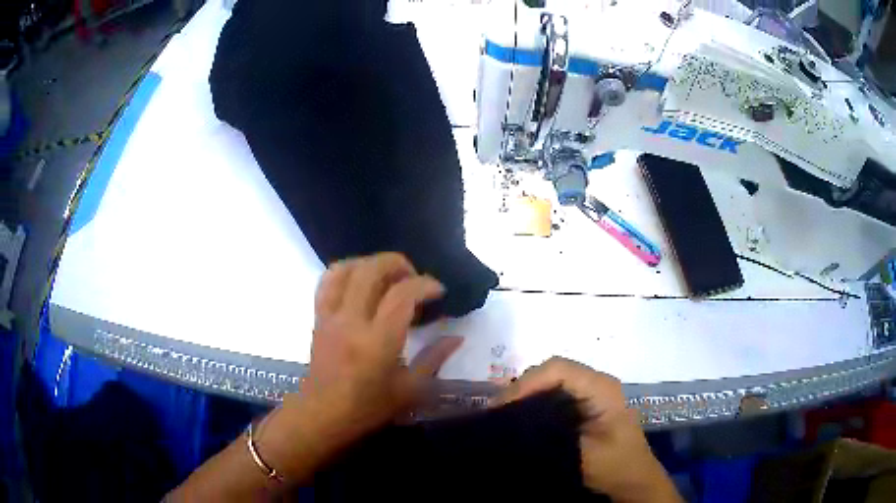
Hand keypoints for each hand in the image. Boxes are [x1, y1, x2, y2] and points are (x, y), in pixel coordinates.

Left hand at [291, 253, 461, 446]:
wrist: (323, 416)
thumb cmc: (368, 408)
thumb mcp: (410, 390)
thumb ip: (434, 359)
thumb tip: (457, 337)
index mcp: (377, 342)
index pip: (402, 294)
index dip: (425, 284)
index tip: (439, 291)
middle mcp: (351, 321)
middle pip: (371, 270)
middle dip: (397, 263)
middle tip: (414, 276)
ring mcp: (330, 316)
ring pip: (346, 269)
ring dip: (370, 262)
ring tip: (388, 275)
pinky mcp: (318, 317)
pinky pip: (327, 281)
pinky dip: (346, 271)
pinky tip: (360, 281)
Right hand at [496, 357, 681, 502]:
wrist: (634, 480)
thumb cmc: (614, 466)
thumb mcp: (583, 454)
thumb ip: (551, 434)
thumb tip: (513, 422)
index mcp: (601, 388)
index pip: (558, 369)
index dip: (527, 383)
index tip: (502, 407)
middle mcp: (596, 383)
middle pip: (552, 371)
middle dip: (522, 387)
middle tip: (496, 411)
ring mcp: (591, 393)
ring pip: (551, 381)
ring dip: (526, 394)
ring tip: (502, 414)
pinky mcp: (585, 405)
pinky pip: (555, 394)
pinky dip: (535, 402)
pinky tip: (520, 418)